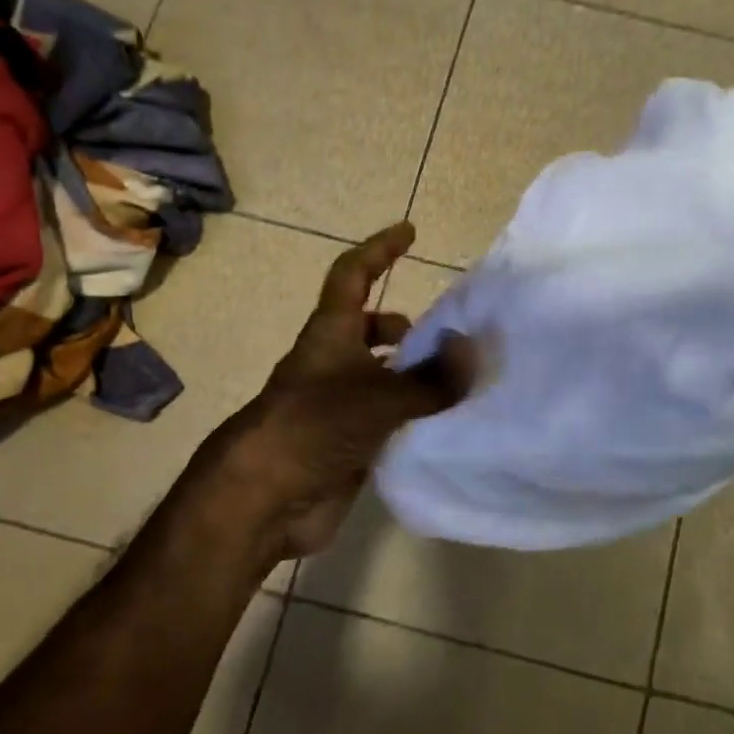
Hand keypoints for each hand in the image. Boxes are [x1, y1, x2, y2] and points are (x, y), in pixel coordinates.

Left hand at [205, 223, 473, 563]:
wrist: (262, 500)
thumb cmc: (313, 427)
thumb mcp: (379, 397)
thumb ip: (430, 378)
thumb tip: (472, 350)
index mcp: (331, 334)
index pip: (353, 275)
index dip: (379, 249)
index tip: (409, 232)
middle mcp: (332, 362)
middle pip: (368, 328)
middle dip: (405, 327)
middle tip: (446, 339)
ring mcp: (336, 405)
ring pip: (380, 375)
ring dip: (413, 374)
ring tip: (456, 385)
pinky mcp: (344, 442)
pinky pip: (386, 418)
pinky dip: (412, 416)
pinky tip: (443, 426)